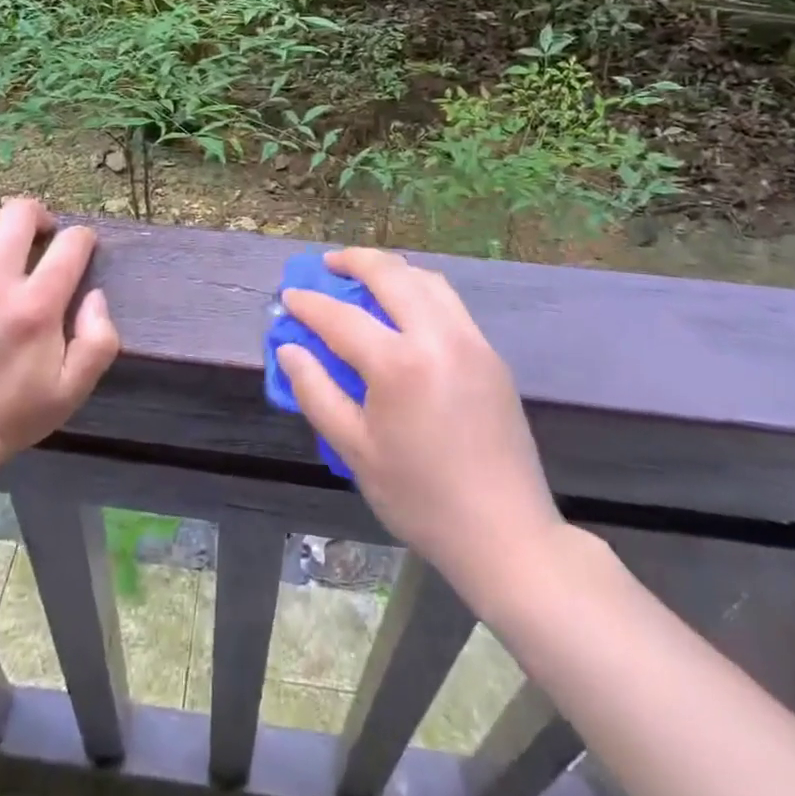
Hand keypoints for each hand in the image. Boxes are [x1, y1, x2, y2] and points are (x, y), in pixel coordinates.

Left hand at [0, 199, 119, 468]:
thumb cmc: (14, 413)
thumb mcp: (74, 388)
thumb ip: (100, 338)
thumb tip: (94, 294)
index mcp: (35, 308)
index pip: (70, 243)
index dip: (82, 238)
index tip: (79, 248)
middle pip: (19, 214)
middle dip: (39, 217)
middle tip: (40, 236)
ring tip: (0, 246)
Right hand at [279, 248, 563, 603]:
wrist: (506, 535)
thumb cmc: (421, 498)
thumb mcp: (355, 451)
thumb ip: (316, 392)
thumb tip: (289, 348)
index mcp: (399, 364)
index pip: (341, 317)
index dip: (309, 304)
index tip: (288, 296)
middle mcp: (437, 337)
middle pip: (390, 274)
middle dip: (353, 260)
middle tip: (327, 264)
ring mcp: (470, 340)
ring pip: (426, 279)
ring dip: (391, 269)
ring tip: (365, 275)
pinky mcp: (490, 353)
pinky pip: (449, 301)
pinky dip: (419, 288)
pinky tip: (405, 306)